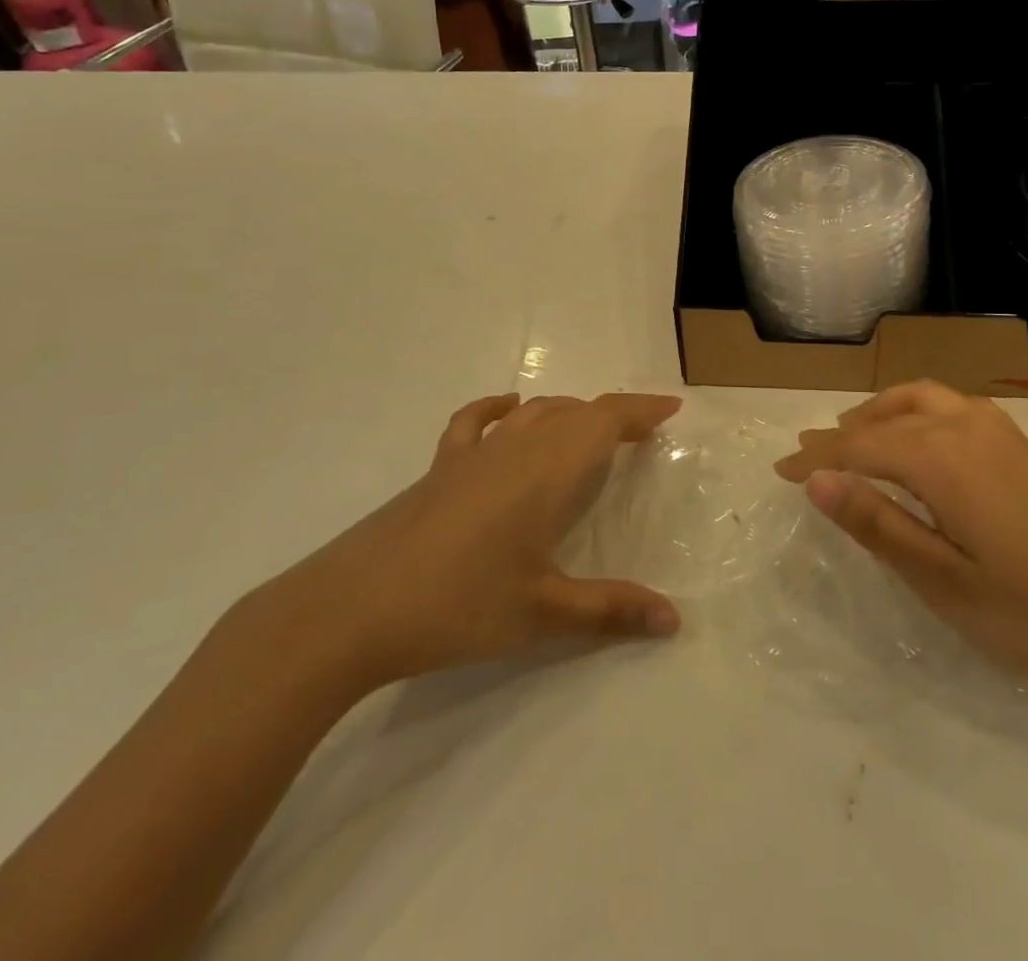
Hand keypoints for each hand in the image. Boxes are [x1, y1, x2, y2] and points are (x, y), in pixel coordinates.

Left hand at [264, 392, 683, 695]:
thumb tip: (674, 620)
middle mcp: (517, 448)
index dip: (642, 408)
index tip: (671, 407)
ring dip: (568, 413)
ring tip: (588, 431)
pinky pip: (476, 423)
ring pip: (534, 413)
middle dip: (612, 415)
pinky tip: (509, 412)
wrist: (353, 609)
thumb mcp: (543, 614)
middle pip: (575, 412)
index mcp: (550, 471)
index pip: (606, 420)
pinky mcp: (440, 468)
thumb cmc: (459, 605)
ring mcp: (474, 454)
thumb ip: (611, 610)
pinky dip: (499, 410)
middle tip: (639, 434)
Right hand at [775, 381, 1027, 687]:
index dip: (816, 459)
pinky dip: (913, 412)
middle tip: (806, 453)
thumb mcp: (946, 581)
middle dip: (841, 433)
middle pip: (886, 416)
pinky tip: (917, 441)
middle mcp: (964, 427)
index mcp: (940, 460)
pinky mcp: (1020, 443)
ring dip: (878, 413)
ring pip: (920, 400)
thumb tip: (818, 481)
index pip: (858, 447)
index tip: (778, 470)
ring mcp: (998, 430)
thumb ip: (879, 525)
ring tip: (853, 435)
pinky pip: (948, 406)